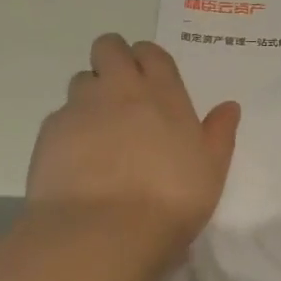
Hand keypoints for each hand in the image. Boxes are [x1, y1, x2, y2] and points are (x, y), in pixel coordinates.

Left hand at [28, 33, 240, 259]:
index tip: (150, 82)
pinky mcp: (50, 132)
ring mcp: (81, 106)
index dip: (147, 60)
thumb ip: (219, 134)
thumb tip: (229, 106)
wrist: (102, 234)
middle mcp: (120, 87)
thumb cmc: (169, 201)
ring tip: (97, 132)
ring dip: (90, 95)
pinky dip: (68, 130)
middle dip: (112, 60)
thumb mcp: (210, 170)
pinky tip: (75, 161)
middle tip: (120, 94)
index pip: (150, 52)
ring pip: (81, 80)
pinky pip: (59, 117)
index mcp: (162, 91)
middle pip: (108, 47)